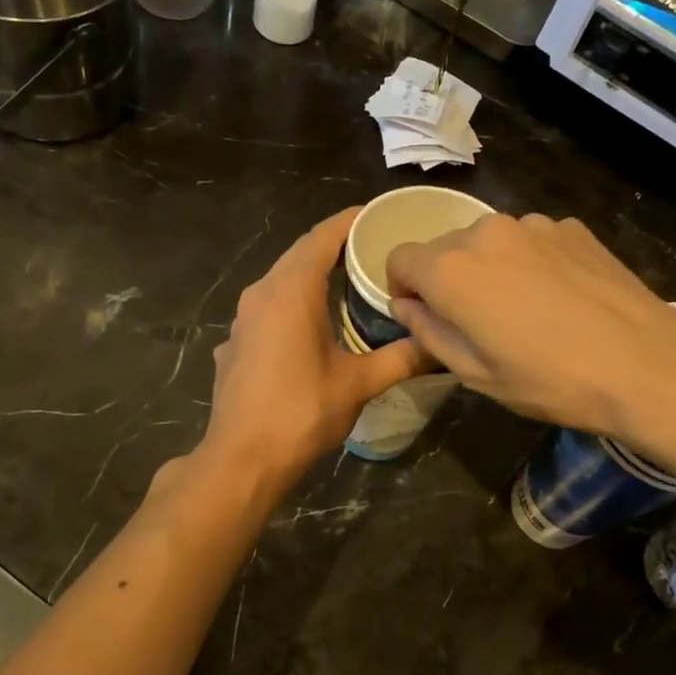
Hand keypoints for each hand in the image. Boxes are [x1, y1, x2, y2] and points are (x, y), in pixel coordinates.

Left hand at [197, 208, 426, 490]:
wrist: (242, 459)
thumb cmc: (302, 412)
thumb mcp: (359, 384)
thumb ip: (401, 358)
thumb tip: (441, 345)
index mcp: (291, 291)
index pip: (322, 237)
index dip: (349, 221)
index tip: (376, 215)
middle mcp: (261, 293)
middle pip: (299, 254)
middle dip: (333, 245)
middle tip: (372, 249)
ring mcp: (242, 319)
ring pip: (280, 281)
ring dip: (311, 275)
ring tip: (347, 282)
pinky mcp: (234, 344)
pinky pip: (266, 308)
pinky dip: (292, 304)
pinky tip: (310, 327)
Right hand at [385, 213, 675, 451]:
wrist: (645, 364)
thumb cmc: (550, 380)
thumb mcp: (475, 373)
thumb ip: (428, 332)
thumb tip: (407, 306)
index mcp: (451, 269)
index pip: (399, 259)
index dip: (403, 289)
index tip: (424, 316)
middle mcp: (485, 232)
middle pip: (444, 248)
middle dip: (447, 280)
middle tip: (479, 323)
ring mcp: (533, 224)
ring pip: (488, 242)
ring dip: (490, 269)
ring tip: (525, 311)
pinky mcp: (570, 226)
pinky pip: (530, 241)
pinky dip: (529, 262)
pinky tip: (560, 297)